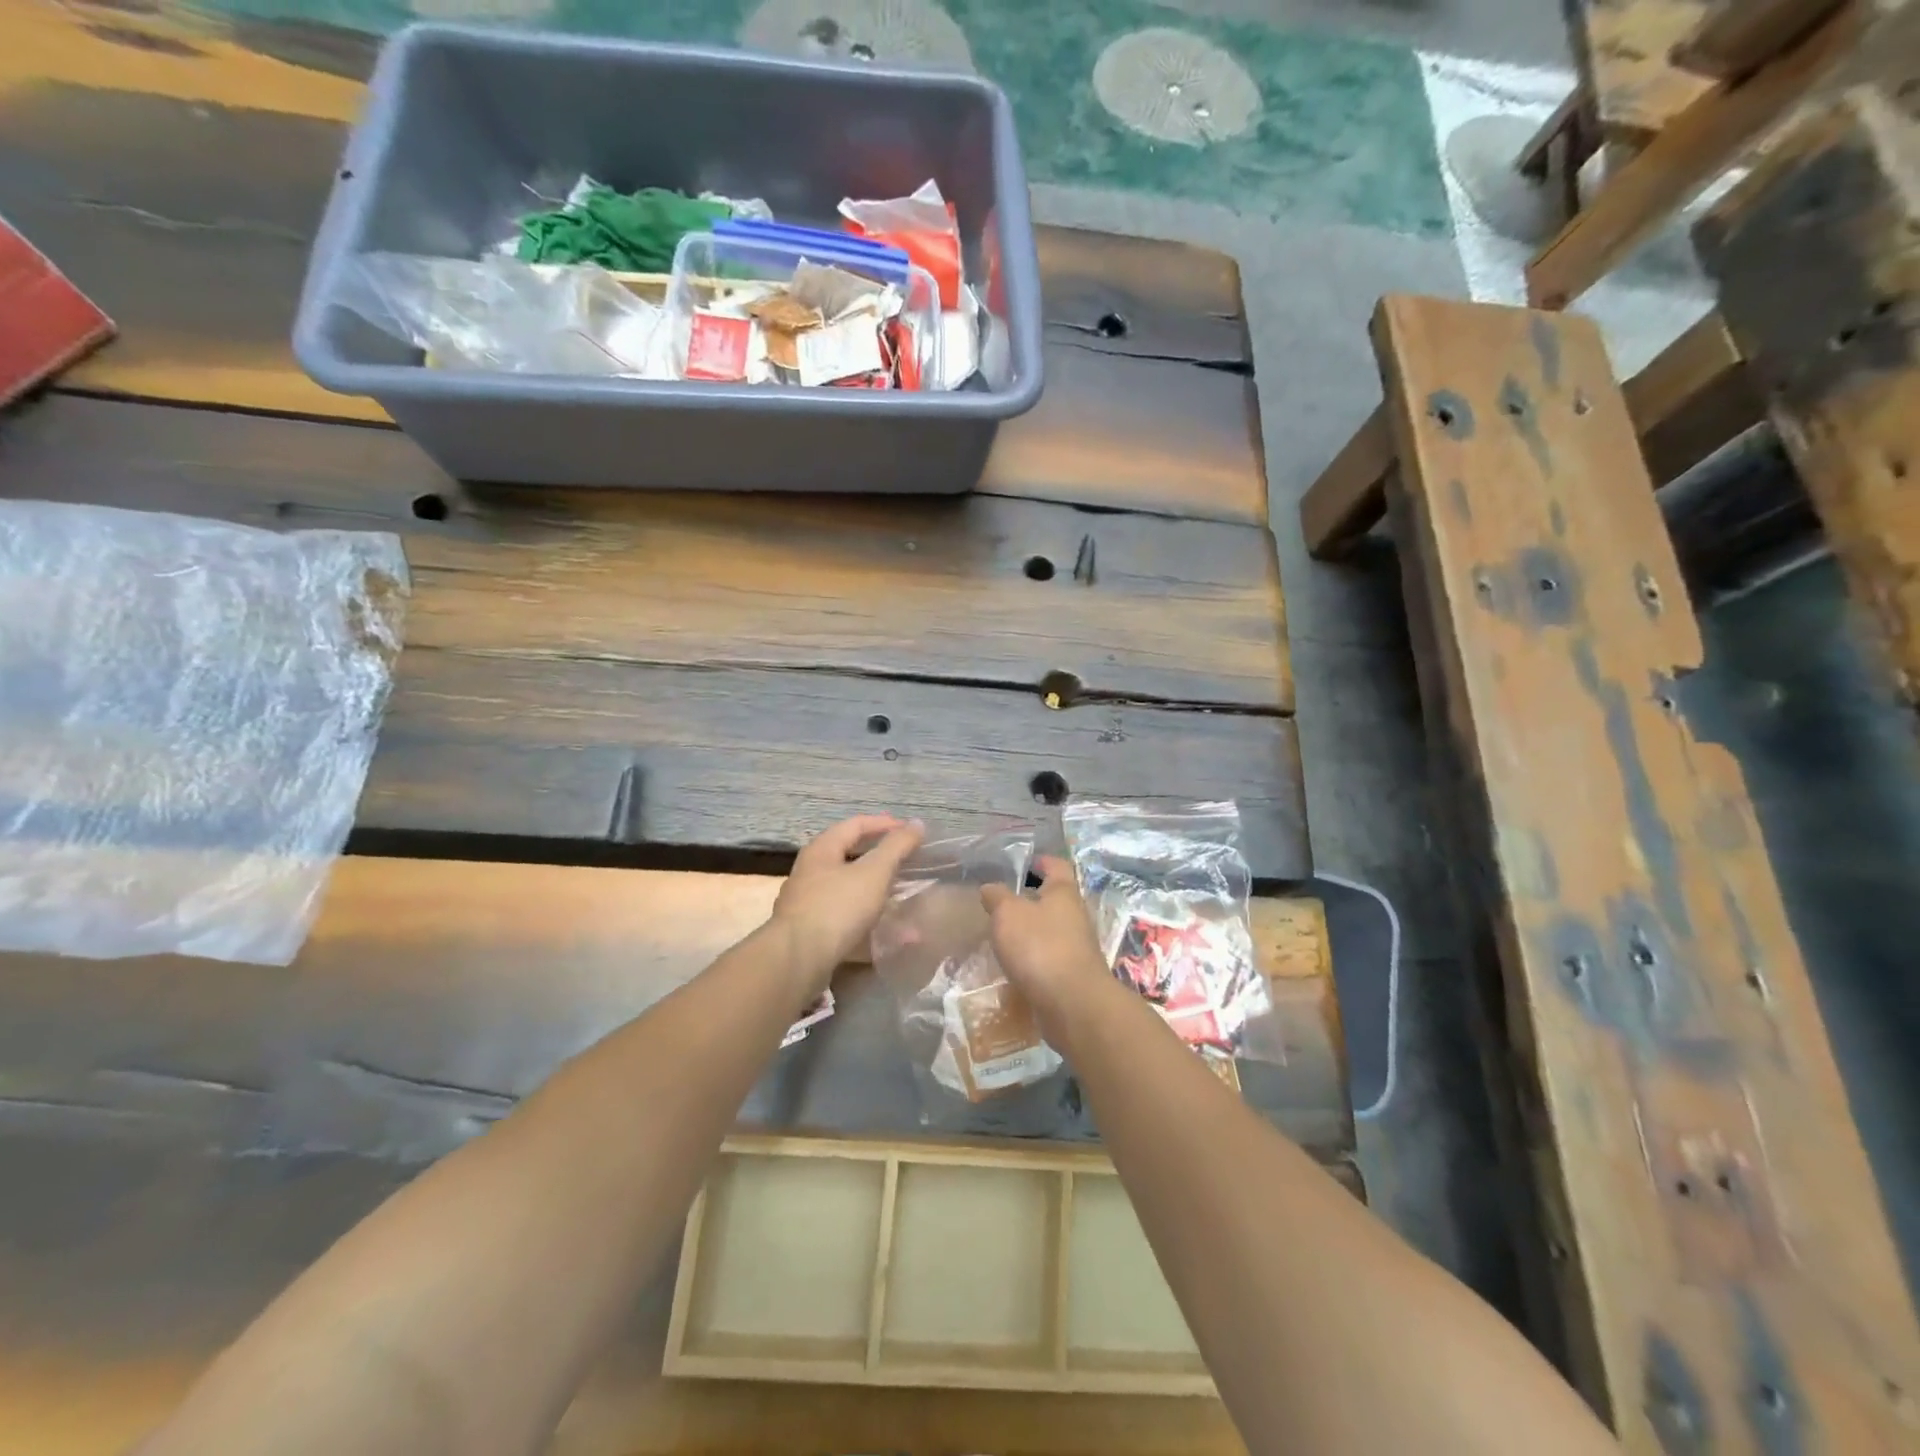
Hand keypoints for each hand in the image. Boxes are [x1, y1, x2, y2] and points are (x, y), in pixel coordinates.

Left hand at [771, 815, 924, 985]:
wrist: (798, 961)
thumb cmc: (837, 907)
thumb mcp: (874, 872)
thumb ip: (896, 847)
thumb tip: (917, 823)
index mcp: (822, 850)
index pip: (856, 824)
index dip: (885, 824)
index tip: (911, 831)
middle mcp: (810, 872)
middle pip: (849, 856)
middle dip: (880, 858)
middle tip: (907, 861)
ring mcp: (807, 904)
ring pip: (849, 890)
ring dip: (877, 892)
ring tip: (902, 898)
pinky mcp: (810, 933)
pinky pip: (846, 920)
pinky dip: (870, 922)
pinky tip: (891, 937)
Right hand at [980, 855, 1111, 1031]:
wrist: (1072, 1004)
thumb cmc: (1040, 947)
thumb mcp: (1008, 913)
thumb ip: (997, 897)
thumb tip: (990, 888)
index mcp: (1063, 892)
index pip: (1056, 864)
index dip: (1039, 860)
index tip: (1019, 863)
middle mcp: (1075, 914)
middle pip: (1053, 897)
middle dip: (1029, 897)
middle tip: (1000, 902)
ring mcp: (1076, 946)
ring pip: (1050, 928)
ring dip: (1029, 929)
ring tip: (1001, 934)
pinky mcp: (1072, 973)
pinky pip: (1049, 956)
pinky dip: (1032, 956)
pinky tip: (1013, 964)